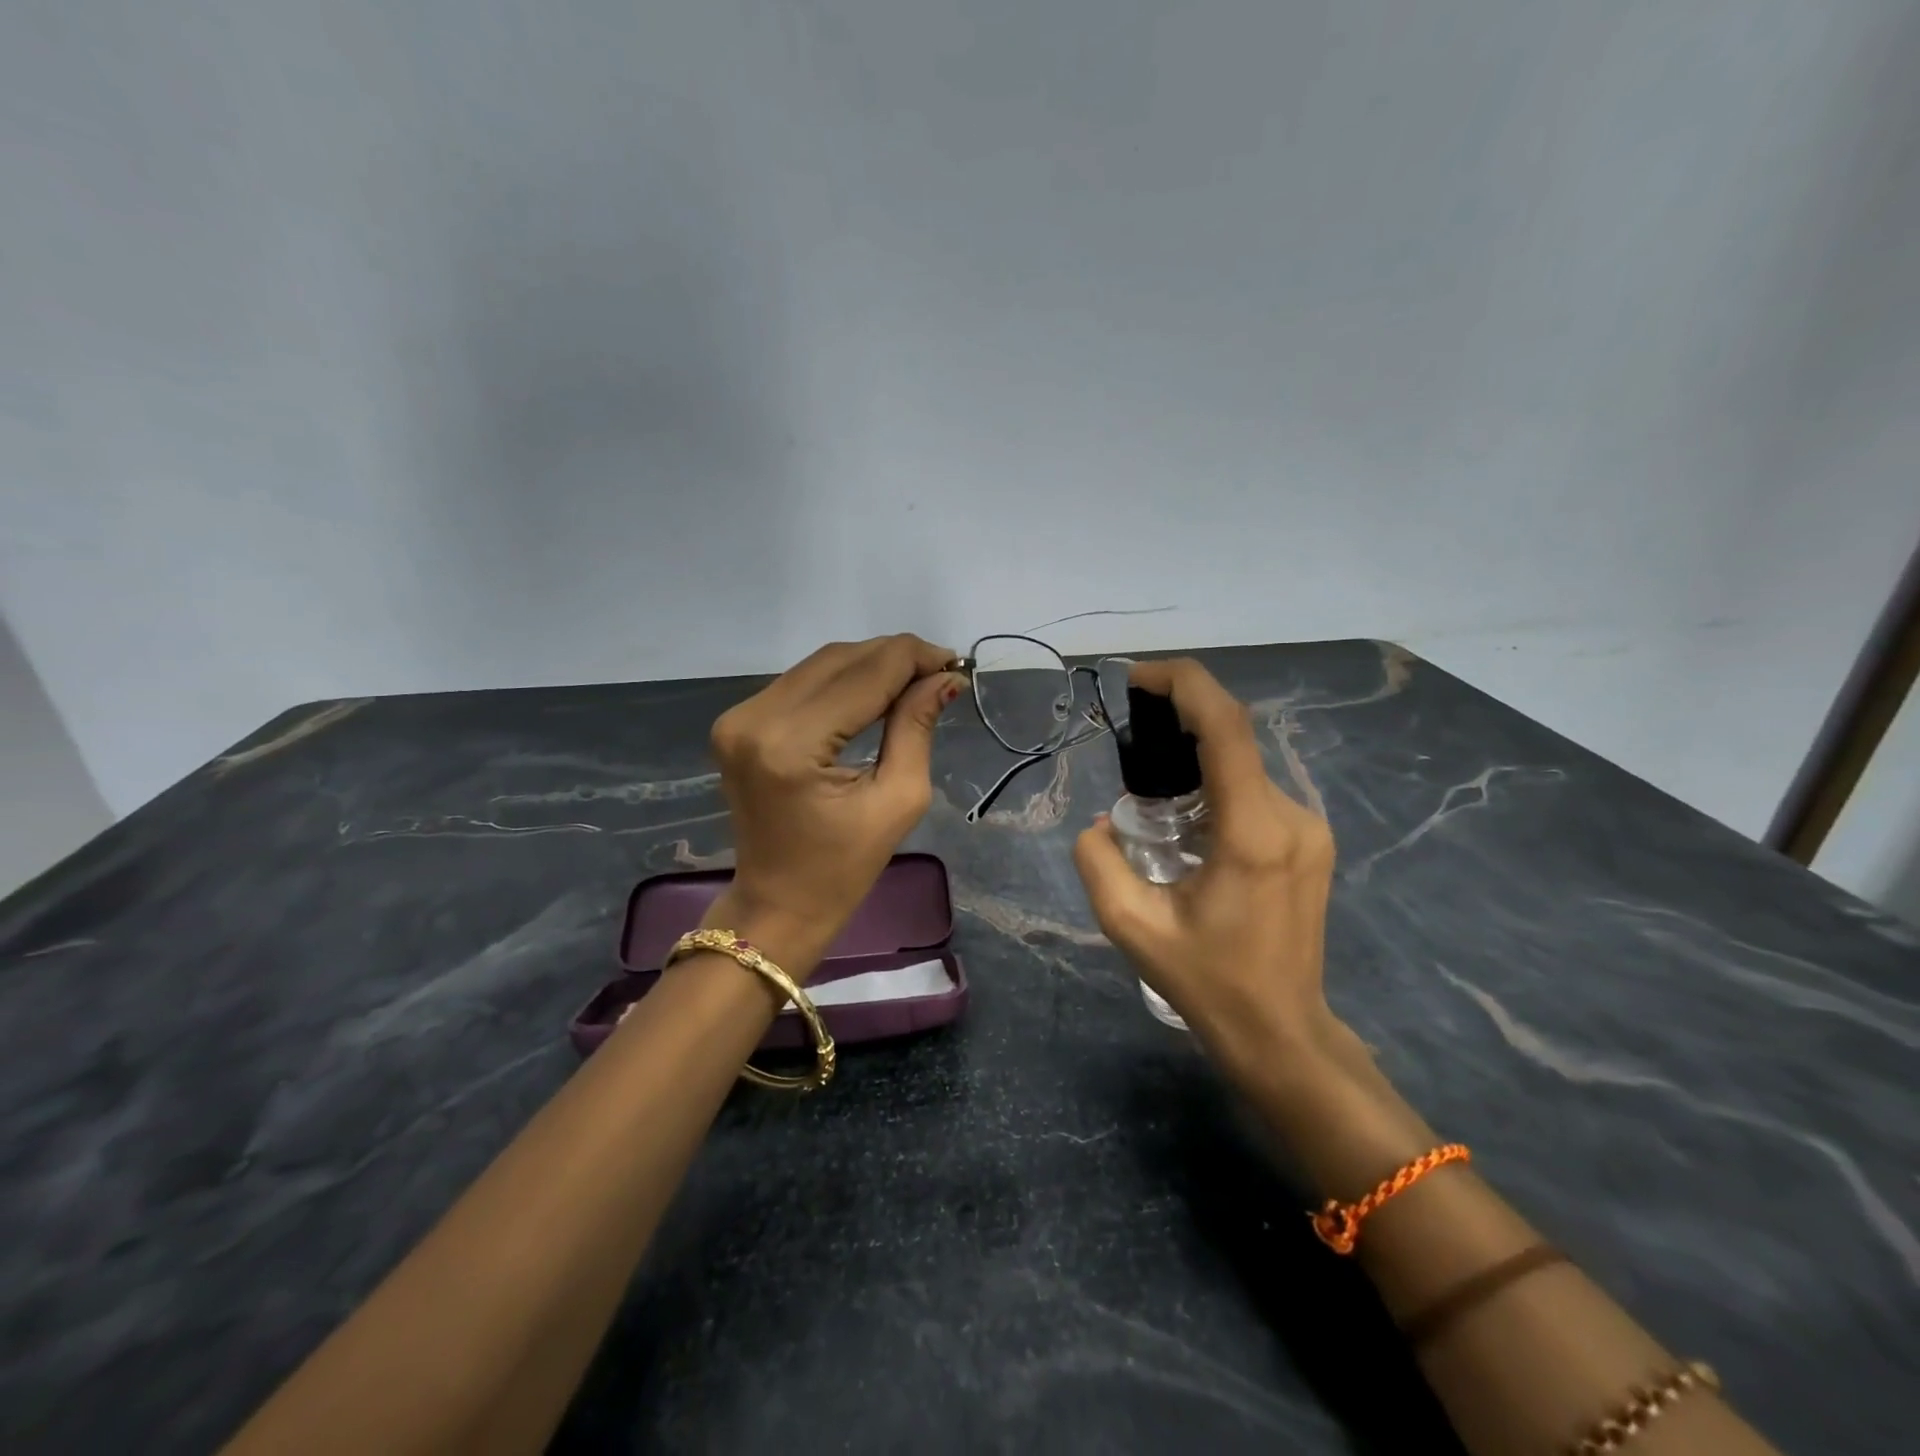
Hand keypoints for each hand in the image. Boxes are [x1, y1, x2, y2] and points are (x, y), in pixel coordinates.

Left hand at [703, 634, 965, 977]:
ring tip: (915, 680)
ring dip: (871, 664)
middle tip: (940, 671)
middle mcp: (756, 718)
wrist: (777, 903)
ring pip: (820, 664)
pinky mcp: (737, 722)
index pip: (866, 674)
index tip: (956, 664)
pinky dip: (842, 680)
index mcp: (793, 744)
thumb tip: (945, 677)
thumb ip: (917, 727)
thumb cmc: (844, 868)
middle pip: (840, 659)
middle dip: (896, 657)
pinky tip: (875, 691)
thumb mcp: (898, 799)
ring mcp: (739, 717)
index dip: (915, 659)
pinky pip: (801, 682)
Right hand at [1072, 658, 1343, 1075]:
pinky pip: (1255, 788)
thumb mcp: (1132, 926)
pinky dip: (1216, 781)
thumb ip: (1098, 862)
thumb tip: (1100, 824)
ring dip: (1197, 756)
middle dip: (1181, 719)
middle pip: (1234, 738)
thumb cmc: (1208, 982)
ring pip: (1244, 764)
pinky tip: (1187, 817)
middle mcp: (1291, 816)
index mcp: (1252, 831)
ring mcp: (1309, 827)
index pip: (1226, 727)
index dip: (1184, 684)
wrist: (1282, 1032)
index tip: (1138, 678)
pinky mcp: (1311, 840)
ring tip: (1152, 787)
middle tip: (1131, 736)